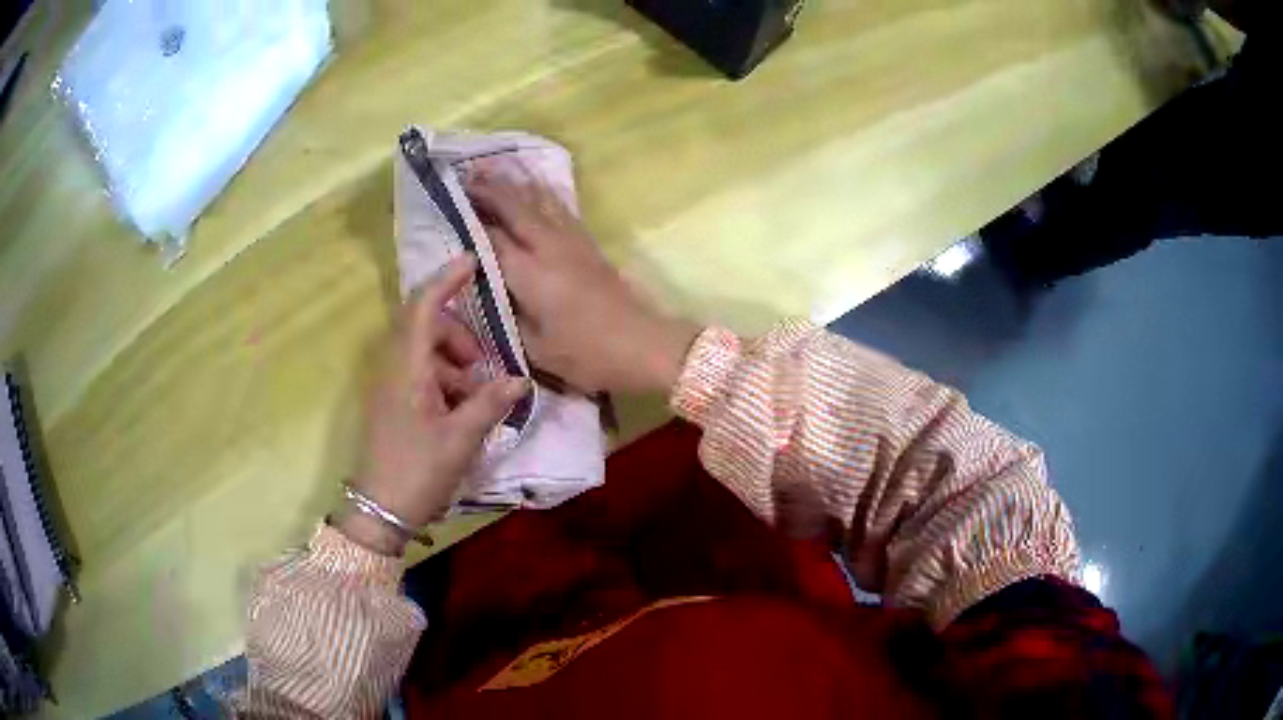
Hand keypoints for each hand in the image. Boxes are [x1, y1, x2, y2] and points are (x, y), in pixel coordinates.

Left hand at [336, 255, 530, 555]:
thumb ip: (489, 403)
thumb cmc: (417, 470)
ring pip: (425, 353)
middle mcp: (393, 367)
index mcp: (406, 367)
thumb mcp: (460, 438)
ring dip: (453, 362)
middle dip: (459, 335)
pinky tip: (461, 410)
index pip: (424, 307)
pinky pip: (420, 375)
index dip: (447, 280)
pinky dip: (444, 381)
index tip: (473, 261)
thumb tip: (519, 379)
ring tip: (477, 394)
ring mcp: (390, 385)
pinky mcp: (392, 403)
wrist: (380, 510)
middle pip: (426, 327)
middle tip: (484, 363)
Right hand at [466, 165, 700, 394]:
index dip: (470, 221)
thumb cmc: (586, 354)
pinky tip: (535, 186)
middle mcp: (549, 247)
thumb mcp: (535, 348)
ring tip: (493, 167)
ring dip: (514, 183)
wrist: (644, 345)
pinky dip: (542, 192)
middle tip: (465, 173)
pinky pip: (559, 208)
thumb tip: (486, 290)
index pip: (492, 239)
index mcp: (530, 274)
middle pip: (515, 208)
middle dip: (489, 189)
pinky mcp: (588, 244)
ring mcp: (572, 241)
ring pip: (539, 201)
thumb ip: (506, 315)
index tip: (450, 205)